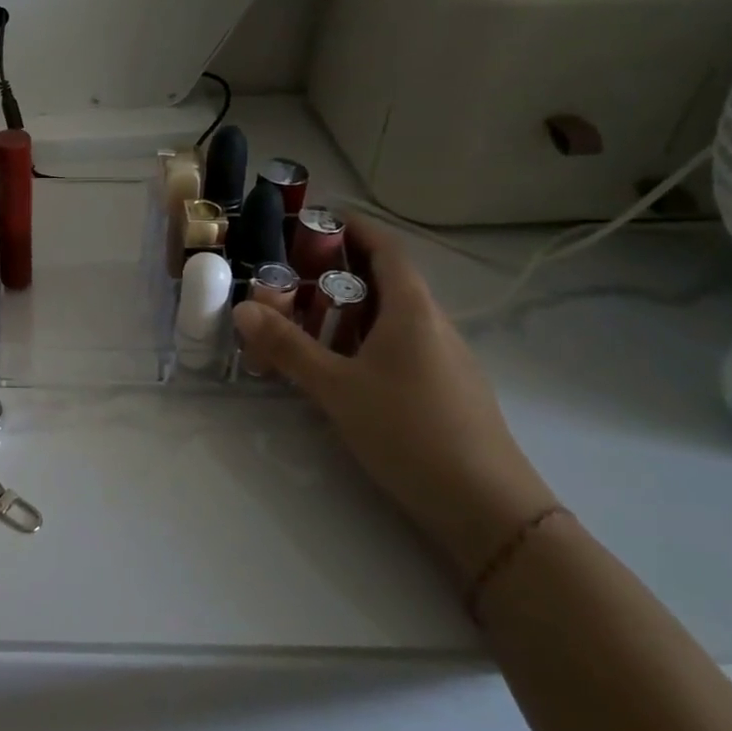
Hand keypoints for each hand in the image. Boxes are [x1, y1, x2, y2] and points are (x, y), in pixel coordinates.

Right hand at [233, 218, 558, 579]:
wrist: (488, 511)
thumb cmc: (410, 432)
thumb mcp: (336, 388)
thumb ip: (288, 347)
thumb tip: (242, 309)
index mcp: (413, 311)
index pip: (386, 248)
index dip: (353, 227)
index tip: (313, 219)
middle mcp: (433, 325)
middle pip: (386, 281)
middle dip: (338, 271)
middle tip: (288, 276)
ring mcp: (444, 360)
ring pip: (391, 317)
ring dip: (348, 309)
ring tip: (302, 320)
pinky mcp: (445, 390)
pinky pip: (399, 347)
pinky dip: (363, 340)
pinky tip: (337, 367)